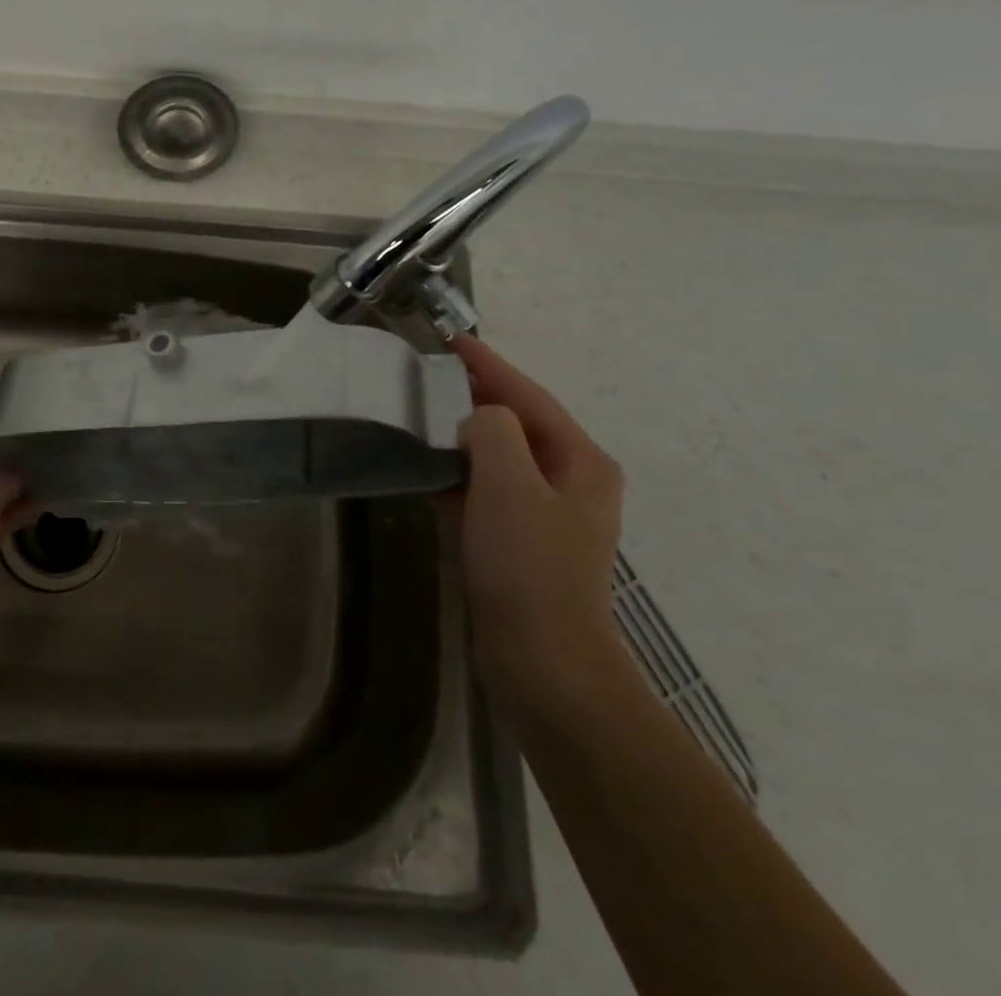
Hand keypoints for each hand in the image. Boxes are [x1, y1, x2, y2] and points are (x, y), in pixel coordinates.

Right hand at [441, 334, 626, 711]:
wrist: (542, 661)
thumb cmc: (528, 564)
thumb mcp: (508, 482)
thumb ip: (491, 430)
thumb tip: (476, 421)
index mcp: (580, 462)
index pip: (529, 397)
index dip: (489, 365)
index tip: (451, 339)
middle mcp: (569, 482)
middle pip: (516, 424)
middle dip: (475, 398)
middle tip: (428, 374)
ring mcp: (545, 516)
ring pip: (497, 459)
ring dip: (462, 437)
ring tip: (420, 414)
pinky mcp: (519, 544)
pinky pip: (485, 493)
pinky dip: (458, 476)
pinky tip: (426, 469)